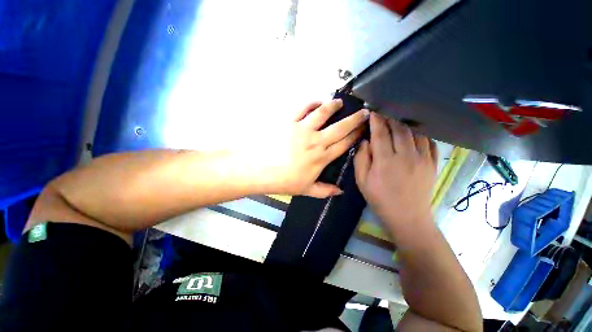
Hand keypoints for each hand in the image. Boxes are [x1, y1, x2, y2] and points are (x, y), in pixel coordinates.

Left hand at [259, 99, 367, 197]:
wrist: (258, 170)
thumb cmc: (283, 181)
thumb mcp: (305, 189)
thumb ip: (325, 190)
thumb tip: (340, 191)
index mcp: (322, 157)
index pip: (344, 144)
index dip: (356, 136)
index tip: (364, 129)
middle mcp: (316, 141)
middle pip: (340, 127)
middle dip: (355, 119)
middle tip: (364, 112)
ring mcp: (302, 129)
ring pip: (323, 113)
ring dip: (334, 106)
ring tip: (340, 102)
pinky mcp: (289, 121)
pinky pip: (303, 108)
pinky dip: (312, 103)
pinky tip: (317, 101)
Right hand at [354, 113, 437, 228]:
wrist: (407, 216)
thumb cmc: (380, 198)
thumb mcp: (362, 181)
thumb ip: (361, 159)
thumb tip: (365, 142)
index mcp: (385, 161)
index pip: (380, 134)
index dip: (376, 121)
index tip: (373, 111)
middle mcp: (405, 156)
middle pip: (399, 128)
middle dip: (391, 117)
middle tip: (385, 110)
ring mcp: (422, 158)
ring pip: (415, 132)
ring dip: (405, 122)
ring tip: (399, 117)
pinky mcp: (433, 163)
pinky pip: (429, 141)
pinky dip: (421, 132)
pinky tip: (415, 130)